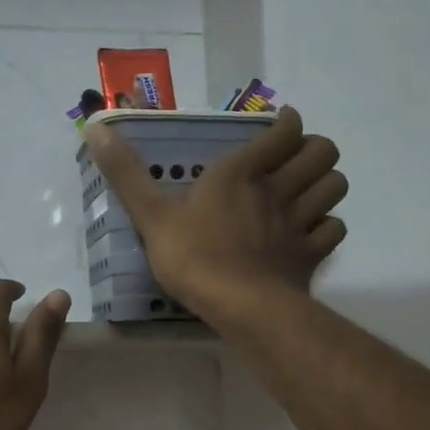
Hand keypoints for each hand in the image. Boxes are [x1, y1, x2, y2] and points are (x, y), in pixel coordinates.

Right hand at [82, 106, 346, 321]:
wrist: (239, 306)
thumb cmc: (193, 257)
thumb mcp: (151, 215)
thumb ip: (126, 174)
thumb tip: (94, 128)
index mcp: (241, 173)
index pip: (283, 132)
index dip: (288, 123)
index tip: (282, 124)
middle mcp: (278, 190)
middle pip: (322, 152)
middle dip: (315, 149)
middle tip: (295, 158)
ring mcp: (300, 222)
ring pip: (336, 186)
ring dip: (326, 182)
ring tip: (307, 189)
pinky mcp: (311, 255)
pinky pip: (334, 229)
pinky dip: (327, 225)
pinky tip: (311, 231)